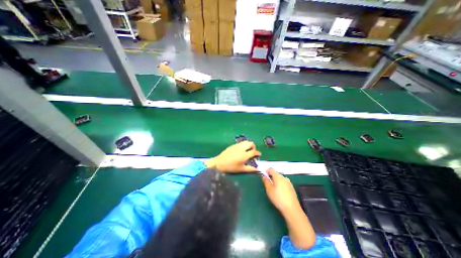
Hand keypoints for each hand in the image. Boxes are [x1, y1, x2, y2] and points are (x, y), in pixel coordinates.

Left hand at [204, 141, 258, 172]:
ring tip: (248, 150)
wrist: (219, 163)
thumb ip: (250, 169)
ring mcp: (237, 146)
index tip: (259, 155)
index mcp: (244, 155)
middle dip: (254, 147)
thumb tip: (257, 169)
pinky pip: (241, 143)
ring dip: (249, 145)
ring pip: (246, 141)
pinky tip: (241, 150)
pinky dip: (244, 145)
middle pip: (251, 143)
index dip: (258, 153)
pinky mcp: (233, 145)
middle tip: (253, 151)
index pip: (254, 151)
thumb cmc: (231, 167)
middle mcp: (241, 148)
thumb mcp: (241, 169)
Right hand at [263, 169, 303, 216]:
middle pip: (276, 174)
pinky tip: (280, 193)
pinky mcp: (292, 188)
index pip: (271, 169)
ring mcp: (289, 183)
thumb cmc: (278, 198)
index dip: (267, 171)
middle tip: (268, 185)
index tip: (264, 177)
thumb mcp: (269, 190)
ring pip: (280, 179)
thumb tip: (264, 176)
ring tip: (274, 190)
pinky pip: (284, 183)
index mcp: (278, 177)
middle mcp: (284, 178)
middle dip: (271, 177)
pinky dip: (280, 185)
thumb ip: (266, 181)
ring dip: (276, 182)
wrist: (292, 209)